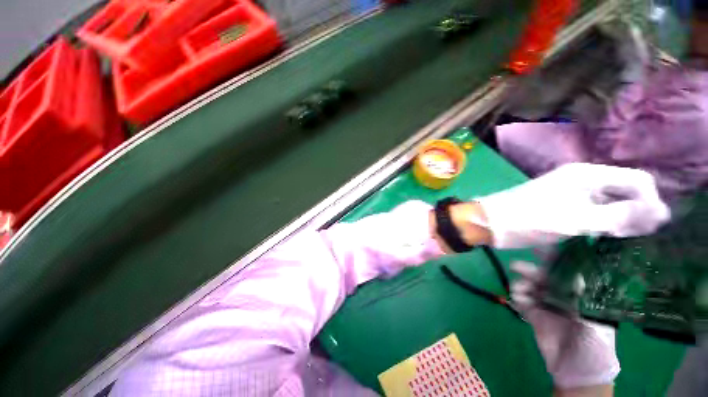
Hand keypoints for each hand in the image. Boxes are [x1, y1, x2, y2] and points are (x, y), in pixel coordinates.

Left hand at [475, 163, 669, 248]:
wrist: (491, 222)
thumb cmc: (529, 219)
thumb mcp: (578, 219)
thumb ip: (620, 215)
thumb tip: (661, 212)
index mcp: (586, 175)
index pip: (636, 179)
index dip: (651, 200)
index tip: (656, 226)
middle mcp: (581, 179)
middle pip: (624, 189)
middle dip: (638, 209)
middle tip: (643, 235)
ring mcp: (570, 192)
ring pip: (610, 201)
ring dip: (623, 217)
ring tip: (630, 237)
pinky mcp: (562, 205)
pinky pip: (594, 210)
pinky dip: (606, 221)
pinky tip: (610, 234)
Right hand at [511, 261, 619, 389]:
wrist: (578, 371)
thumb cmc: (595, 345)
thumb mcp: (596, 321)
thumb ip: (584, 299)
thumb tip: (576, 275)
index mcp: (581, 297)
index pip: (567, 274)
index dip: (555, 262)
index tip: (540, 250)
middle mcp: (563, 298)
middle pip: (544, 279)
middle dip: (531, 271)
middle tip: (517, 266)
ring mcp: (547, 307)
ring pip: (531, 288)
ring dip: (522, 285)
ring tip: (519, 290)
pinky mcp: (535, 316)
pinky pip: (523, 302)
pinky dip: (518, 298)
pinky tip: (517, 299)